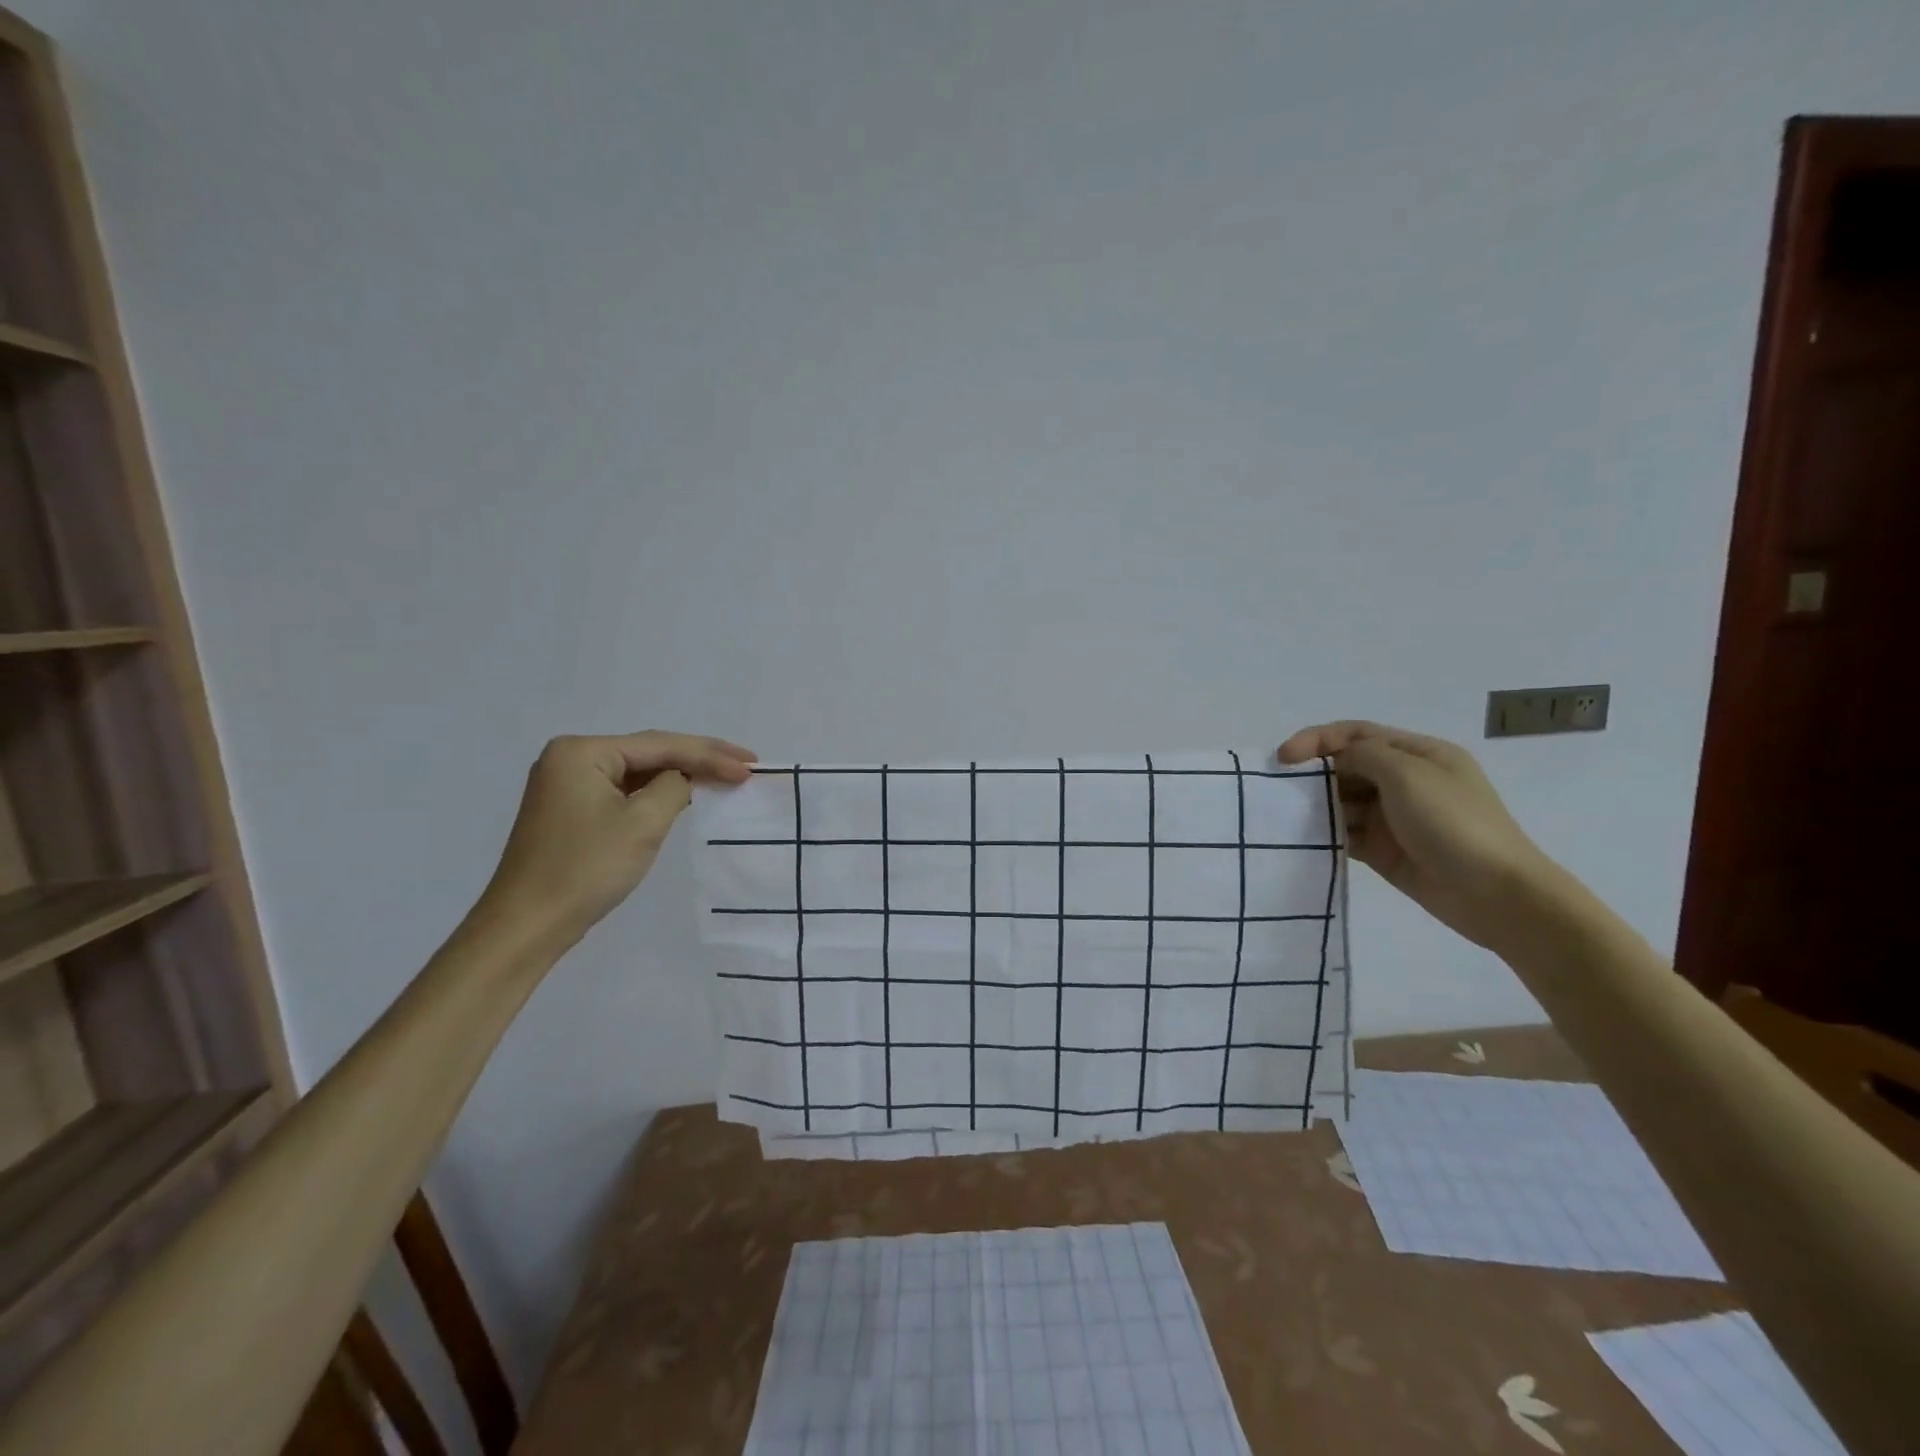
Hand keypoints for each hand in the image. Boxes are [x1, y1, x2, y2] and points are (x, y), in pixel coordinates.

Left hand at [477, 731, 756, 946]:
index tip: (750, 765)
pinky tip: (686, 794)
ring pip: (639, 772)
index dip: (710, 754)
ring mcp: (568, 784)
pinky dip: (657, 793)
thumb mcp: (642, 823)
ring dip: (681, 775)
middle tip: (745, 764)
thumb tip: (685, 778)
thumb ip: (674, 787)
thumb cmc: (585, 869)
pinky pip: (624, 791)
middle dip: (699, 758)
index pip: (660, 745)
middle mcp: (571, 758)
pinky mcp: (571, 809)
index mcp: (582, 752)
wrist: (527, 926)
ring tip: (726, 775)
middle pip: (649, 752)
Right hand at [1278, 721, 1558, 951]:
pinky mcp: (1385, 850)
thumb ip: (1364, 756)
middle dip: (1314, 774)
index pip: (1357, 734)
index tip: (1284, 757)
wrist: (1497, 894)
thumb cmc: (1454, 823)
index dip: (1317, 739)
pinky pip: (1346, 835)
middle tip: (1281, 790)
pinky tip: (1306, 839)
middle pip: (1347, 767)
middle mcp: (1405, 781)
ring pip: (1343, 802)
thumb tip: (1336, 758)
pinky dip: (1326, 834)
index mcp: (1419, 754)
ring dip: (1317, 806)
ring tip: (1289, 817)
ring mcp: (1395, 818)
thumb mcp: (1408, 774)